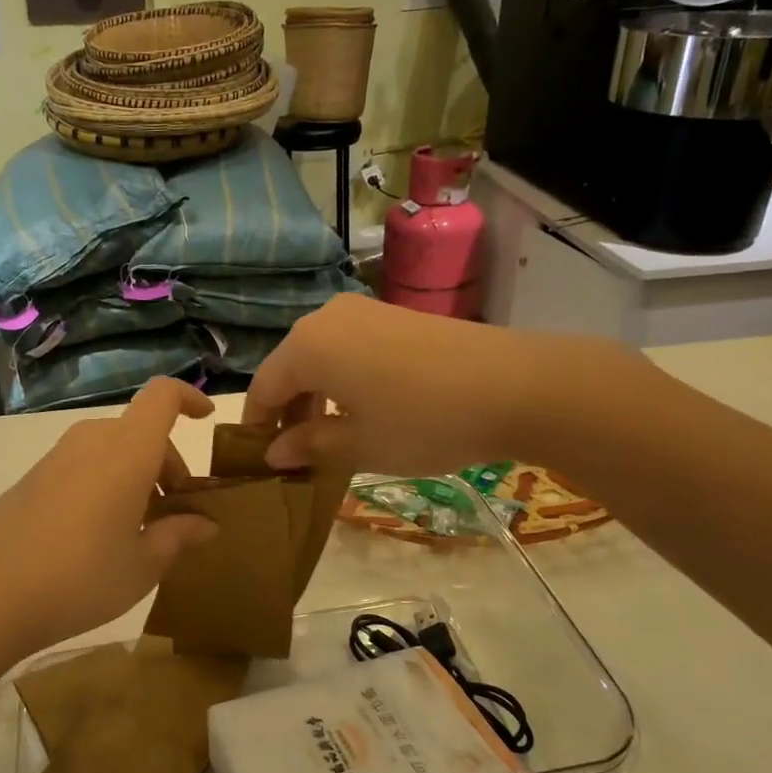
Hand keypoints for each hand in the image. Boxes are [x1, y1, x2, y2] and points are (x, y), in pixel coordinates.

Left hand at [0, 378, 219, 659]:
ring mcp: (56, 458)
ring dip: (136, 476)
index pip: (162, 395)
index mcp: (127, 450)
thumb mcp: (141, 566)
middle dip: (167, 463)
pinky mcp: (31, 479)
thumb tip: (205, 524)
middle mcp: (91, 441)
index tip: (206, 420)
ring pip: (112, 450)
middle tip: (177, 513)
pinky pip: (84, 467)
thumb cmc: (78, 578)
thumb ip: (178, 536)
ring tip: (141, 531)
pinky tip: (99, 537)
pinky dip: (106, 485)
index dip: (188, 397)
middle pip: (140, 431)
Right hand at [244, 295, 639, 475]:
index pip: (263, 388)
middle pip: (290, 368)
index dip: (257, 427)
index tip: (259, 462)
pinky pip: (349, 347)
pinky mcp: (393, 314)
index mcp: (306, 346)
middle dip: (288, 412)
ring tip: (331, 437)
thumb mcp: (359, 445)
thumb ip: (309, 445)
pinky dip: (343, 379)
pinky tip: (364, 409)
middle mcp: (325, 318)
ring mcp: (362, 310)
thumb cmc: (422, 421)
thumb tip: (274, 452)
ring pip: (320, 357)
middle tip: (297, 457)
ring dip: (316, 396)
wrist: (514, 385)